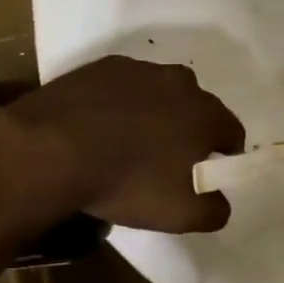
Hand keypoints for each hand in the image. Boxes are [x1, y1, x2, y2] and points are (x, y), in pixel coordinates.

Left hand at [0, 56, 245, 232]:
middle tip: (163, 163)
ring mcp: (142, 70)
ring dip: (153, 114)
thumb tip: (219, 201)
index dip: (223, 156)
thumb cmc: (128, 182)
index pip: (232, 133)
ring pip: (160, 94)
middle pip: (197, 109)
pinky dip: (119, 104)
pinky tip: (98, 129)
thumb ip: (215, 209)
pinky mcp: (105, 67)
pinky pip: (123, 87)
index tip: (203, 176)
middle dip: (187, 132)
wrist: (51, 150)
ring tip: (125, 145)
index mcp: (208, 114)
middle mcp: (183, 83)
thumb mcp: (182, 215)